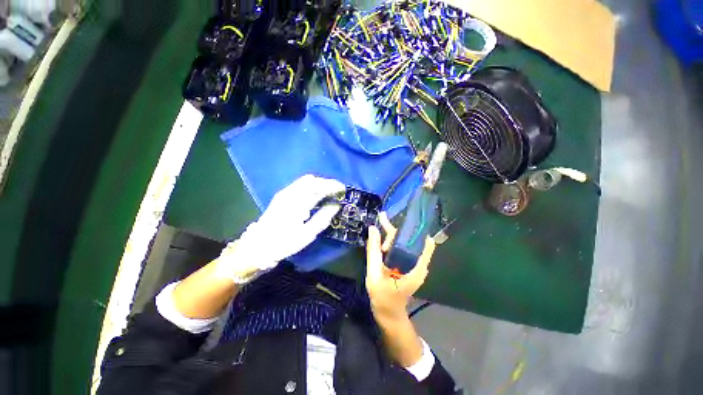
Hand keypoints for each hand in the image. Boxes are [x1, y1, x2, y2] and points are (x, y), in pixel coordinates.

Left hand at [217, 174, 345, 282]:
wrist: (258, 246)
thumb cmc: (284, 243)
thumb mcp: (308, 234)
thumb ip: (323, 217)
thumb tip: (336, 205)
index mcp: (298, 203)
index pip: (319, 187)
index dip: (333, 186)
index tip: (343, 189)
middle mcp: (290, 193)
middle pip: (312, 180)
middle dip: (327, 182)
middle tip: (338, 190)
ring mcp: (285, 193)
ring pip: (306, 181)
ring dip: (320, 183)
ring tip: (329, 191)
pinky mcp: (282, 195)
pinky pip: (300, 184)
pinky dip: (312, 186)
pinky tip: (316, 194)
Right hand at [365, 213, 436, 321]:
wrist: (388, 314)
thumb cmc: (383, 297)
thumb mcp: (375, 273)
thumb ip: (373, 251)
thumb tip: (372, 228)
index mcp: (416, 268)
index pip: (424, 243)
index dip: (416, 229)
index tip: (404, 218)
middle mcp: (418, 264)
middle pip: (410, 240)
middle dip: (395, 233)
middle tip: (380, 228)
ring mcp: (413, 265)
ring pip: (404, 243)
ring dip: (391, 238)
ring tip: (379, 243)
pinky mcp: (407, 265)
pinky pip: (401, 249)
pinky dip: (391, 243)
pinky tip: (381, 244)